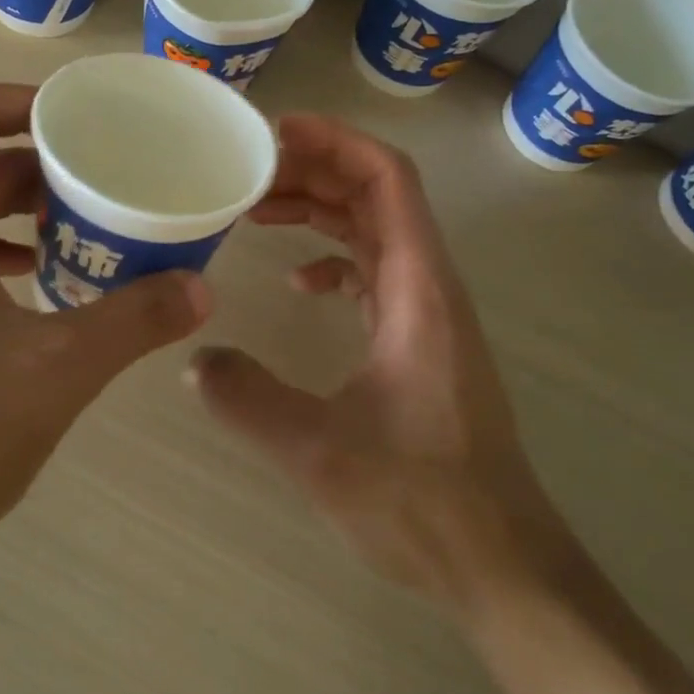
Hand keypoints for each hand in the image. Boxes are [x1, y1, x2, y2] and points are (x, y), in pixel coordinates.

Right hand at [190, 114, 557, 609]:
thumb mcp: (321, 450)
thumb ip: (250, 400)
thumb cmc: (423, 499)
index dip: (334, 142)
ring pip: (374, 231)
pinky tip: (298, 280)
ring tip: (257, 209)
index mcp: (418, 288)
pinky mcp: (418, 341)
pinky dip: (335, 258)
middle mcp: (428, 285)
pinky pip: (374, 273)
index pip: (386, 179)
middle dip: (313, 169)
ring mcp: (426, 313)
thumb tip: (194, 358)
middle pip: (376, 194)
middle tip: (245, 170)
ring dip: (320, 210)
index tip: (273, 132)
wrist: (499, 561)